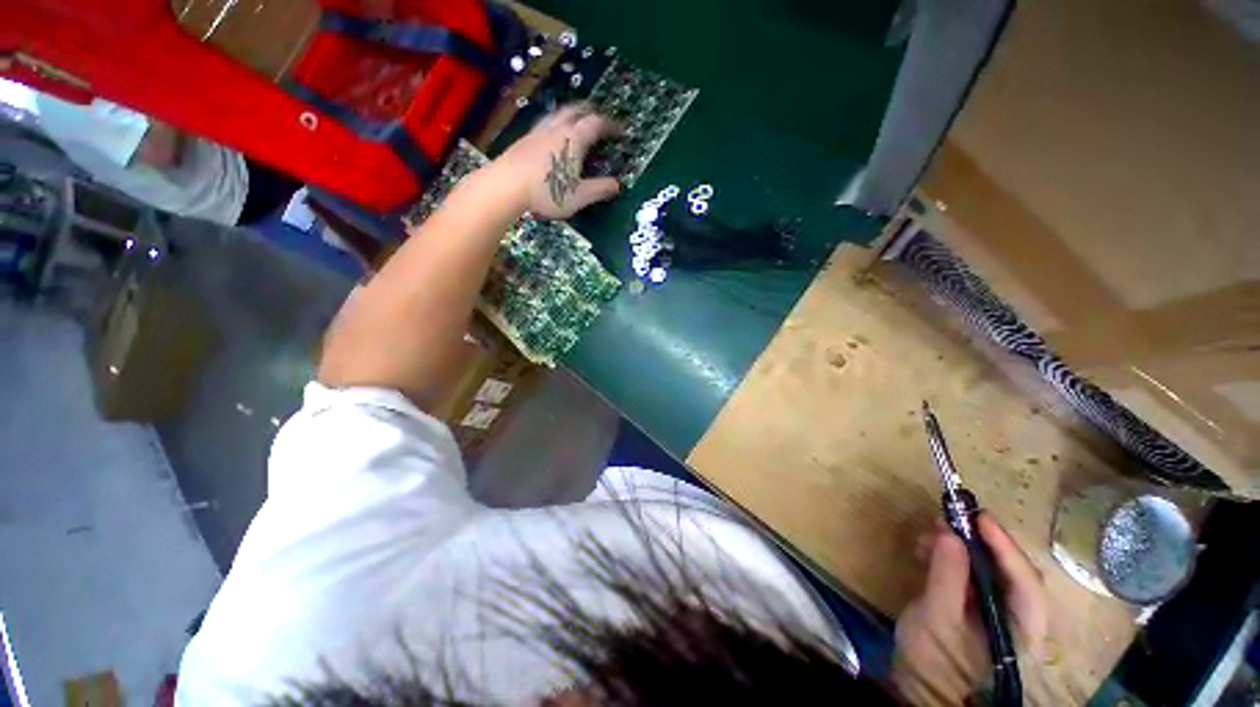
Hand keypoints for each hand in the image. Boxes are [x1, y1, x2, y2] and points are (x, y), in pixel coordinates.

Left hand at [487, 103, 621, 219]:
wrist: (506, 187)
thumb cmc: (547, 192)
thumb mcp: (580, 196)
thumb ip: (600, 189)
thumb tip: (617, 185)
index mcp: (574, 139)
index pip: (597, 124)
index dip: (611, 126)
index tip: (621, 132)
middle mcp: (557, 129)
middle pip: (576, 110)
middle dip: (591, 112)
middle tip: (600, 120)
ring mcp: (538, 132)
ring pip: (558, 113)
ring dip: (571, 113)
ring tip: (576, 121)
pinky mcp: (524, 140)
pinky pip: (545, 123)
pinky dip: (555, 123)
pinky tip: (552, 135)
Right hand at [892, 514, 1047, 705]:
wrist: (918, 680)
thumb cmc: (933, 655)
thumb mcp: (937, 615)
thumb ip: (947, 575)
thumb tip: (950, 533)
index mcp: (1022, 627)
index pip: (1026, 582)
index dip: (1005, 547)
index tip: (979, 517)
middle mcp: (1018, 614)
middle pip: (1010, 570)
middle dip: (980, 542)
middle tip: (950, 518)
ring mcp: (997, 607)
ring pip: (988, 566)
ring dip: (959, 545)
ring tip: (929, 533)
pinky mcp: (976, 601)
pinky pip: (970, 569)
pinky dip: (949, 554)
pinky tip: (925, 548)